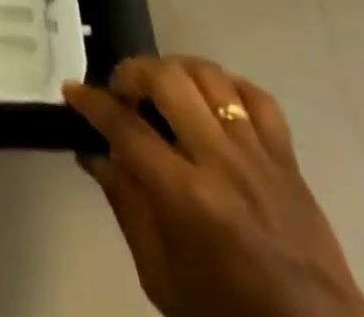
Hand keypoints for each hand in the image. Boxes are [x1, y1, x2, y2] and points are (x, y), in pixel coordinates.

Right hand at [66, 57, 363, 316]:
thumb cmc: (227, 316)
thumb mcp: (161, 277)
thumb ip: (126, 206)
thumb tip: (95, 154)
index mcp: (187, 197)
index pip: (126, 126)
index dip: (92, 102)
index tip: (72, 90)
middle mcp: (222, 164)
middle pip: (169, 80)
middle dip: (133, 72)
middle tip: (121, 90)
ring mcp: (261, 158)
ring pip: (211, 77)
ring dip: (176, 70)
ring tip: (162, 87)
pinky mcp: (290, 162)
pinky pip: (258, 98)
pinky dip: (228, 86)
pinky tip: (211, 97)